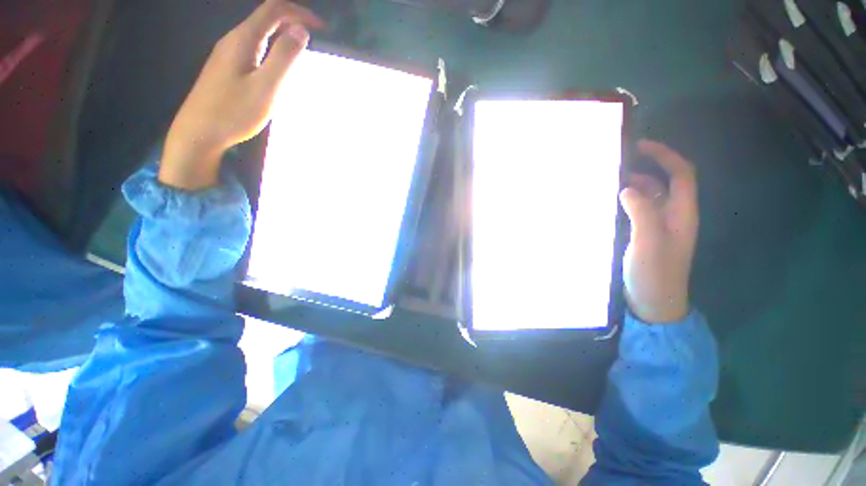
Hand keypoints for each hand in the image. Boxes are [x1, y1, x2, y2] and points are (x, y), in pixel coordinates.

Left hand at [160, 0, 323, 189]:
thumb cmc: (234, 112)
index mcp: (243, 39)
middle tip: (316, 41)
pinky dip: (273, 50)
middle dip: (293, 22)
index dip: (300, 12)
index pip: (274, 10)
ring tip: (302, 53)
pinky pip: (255, 49)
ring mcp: (228, 54)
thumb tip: (301, 31)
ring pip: (260, 34)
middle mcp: (234, 40)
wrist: (199, 133)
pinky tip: (279, 67)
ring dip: (283, 36)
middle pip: (266, 18)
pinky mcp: (227, 68)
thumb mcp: (266, 87)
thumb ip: (284, 58)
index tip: (322, 28)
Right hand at [619, 140, 698, 323]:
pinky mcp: (645, 236)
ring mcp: (659, 227)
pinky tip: (610, 204)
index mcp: (681, 213)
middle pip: (665, 182)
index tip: (639, 145)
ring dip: (633, 186)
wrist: (654, 303)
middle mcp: (673, 215)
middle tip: (617, 164)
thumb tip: (627, 188)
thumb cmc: (654, 273)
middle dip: (646, 168)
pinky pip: (638, 211)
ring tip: (609, 182)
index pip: (680, 174)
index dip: (664, 155)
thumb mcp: (647, 241)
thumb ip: (641, 211)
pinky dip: (626, 202)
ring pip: (650, 197)